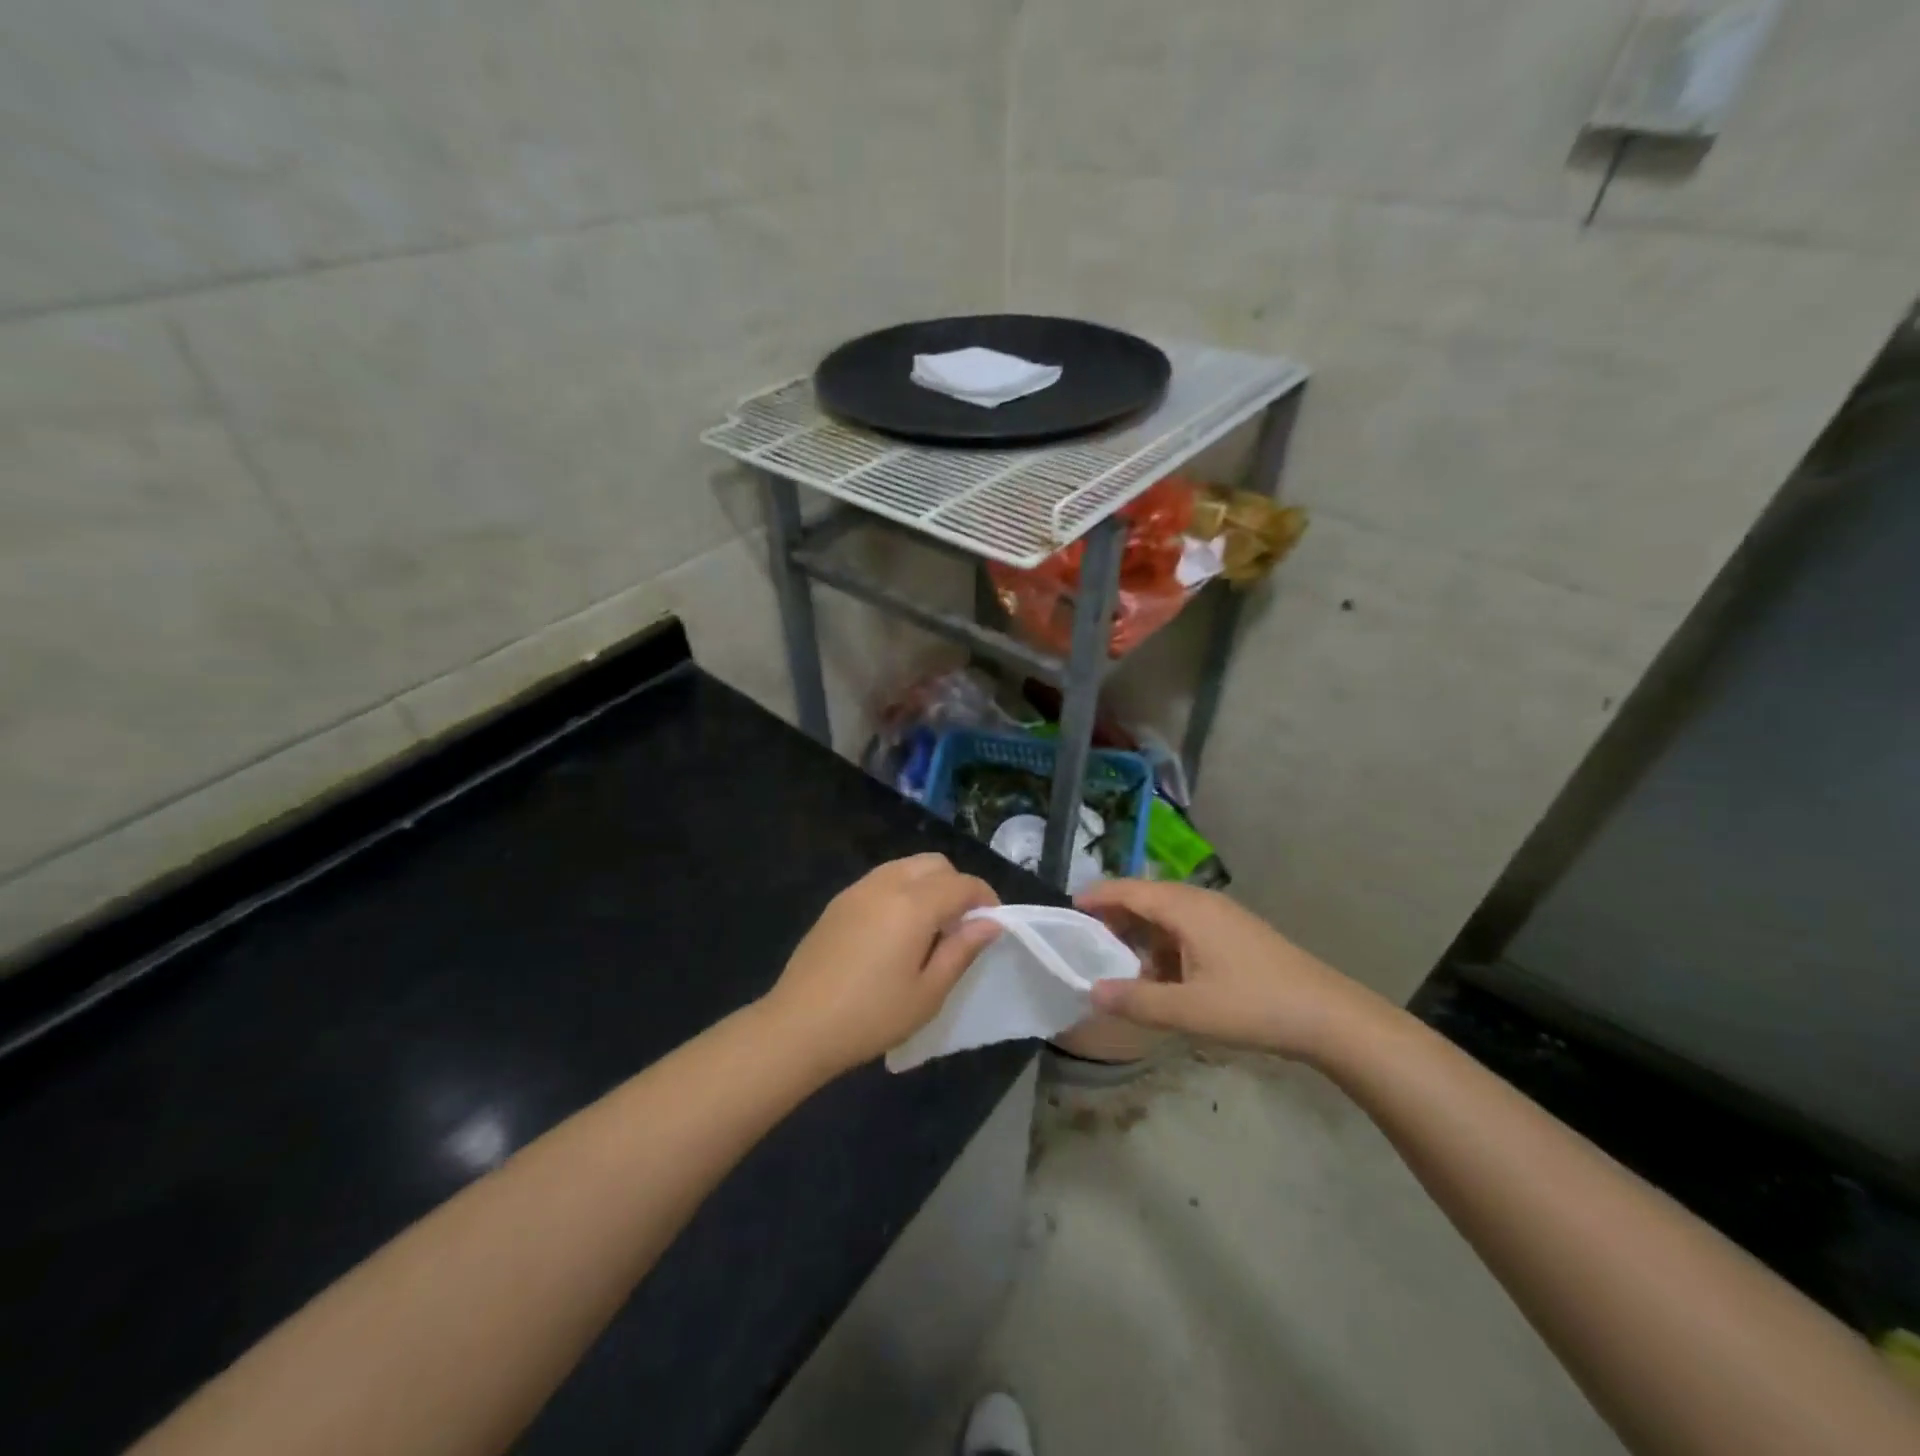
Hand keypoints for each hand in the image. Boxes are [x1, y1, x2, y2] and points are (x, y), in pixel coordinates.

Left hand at [761, 854, 1000, 1076]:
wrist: (798, 1026)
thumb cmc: (872, 1016)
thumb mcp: (928, 992)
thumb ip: (962, 950)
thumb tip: (990, 922)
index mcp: (914, 904)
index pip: (962, 883)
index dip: (985, 898)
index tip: (992, 925)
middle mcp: (886, 884)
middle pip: (934, 864)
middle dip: (956, 885)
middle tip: (960, 925)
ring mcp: (858, 890)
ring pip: (906, 866)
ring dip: (928, 884)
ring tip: (930, 928)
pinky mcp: (838, 902)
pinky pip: (881, 880)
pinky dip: (901, 890)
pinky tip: (896, 930)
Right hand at [1076, 879, 1390, 1062]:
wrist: (1329, 1017)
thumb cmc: (1255, 1006)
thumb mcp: (1189, 1010)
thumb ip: (1136, 1001)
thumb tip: (1091, 991)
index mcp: (1187, 909)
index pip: (1129, 890)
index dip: (1097, 897)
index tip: (1068, 908)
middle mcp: (1201, 902)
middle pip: (1146, 898)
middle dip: (1115, 916)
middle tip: (1086, 940)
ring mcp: (1222, 917)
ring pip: (1167, 915)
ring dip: (1141, 934)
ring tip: (1119, 963)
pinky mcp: (1236, 934)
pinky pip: (1187, 929)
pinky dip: (1164, 945)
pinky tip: (1162, 976)